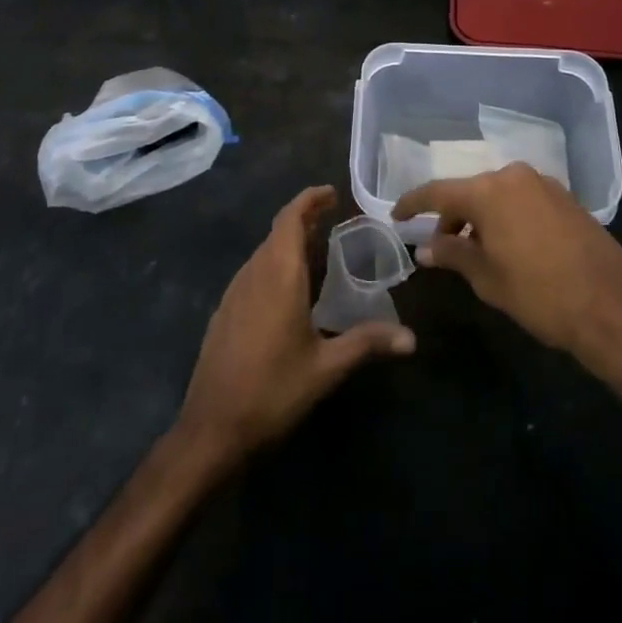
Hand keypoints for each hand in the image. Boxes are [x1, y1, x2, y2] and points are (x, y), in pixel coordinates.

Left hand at [175, 186, 414, 469]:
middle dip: (303, 219)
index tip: (331, 193)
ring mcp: (234, 292)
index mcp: (278, 275)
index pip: (290, 218)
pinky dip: (274, 264)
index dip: (309, 200)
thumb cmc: (272, 391)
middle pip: (277, 232)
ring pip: (263, 252)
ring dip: (288, 242)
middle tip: (332, 220)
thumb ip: (366, 343)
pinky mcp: (224, 312)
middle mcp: (253, 273)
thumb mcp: (326, 368)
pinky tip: (288, 290)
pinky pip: (253, 272)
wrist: (211, 429)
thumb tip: (411, 338)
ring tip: (316, 250)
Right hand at [393, 163, 621, 373]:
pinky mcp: (566, 198)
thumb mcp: (488, 278)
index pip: (438, 192)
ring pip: (498, 195)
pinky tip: (510, 246)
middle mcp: (514, 176)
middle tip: (441, 247)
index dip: (413, 204)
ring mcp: (544, 184)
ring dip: (481, 217)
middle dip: (452, 216)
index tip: (396, 216)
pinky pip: (523, 200)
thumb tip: (425, 247)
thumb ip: (453, 255)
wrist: (612, 307)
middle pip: (470, 191)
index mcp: (488, 191)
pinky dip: (507, 217)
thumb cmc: (540, 294)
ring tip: (476, 252)